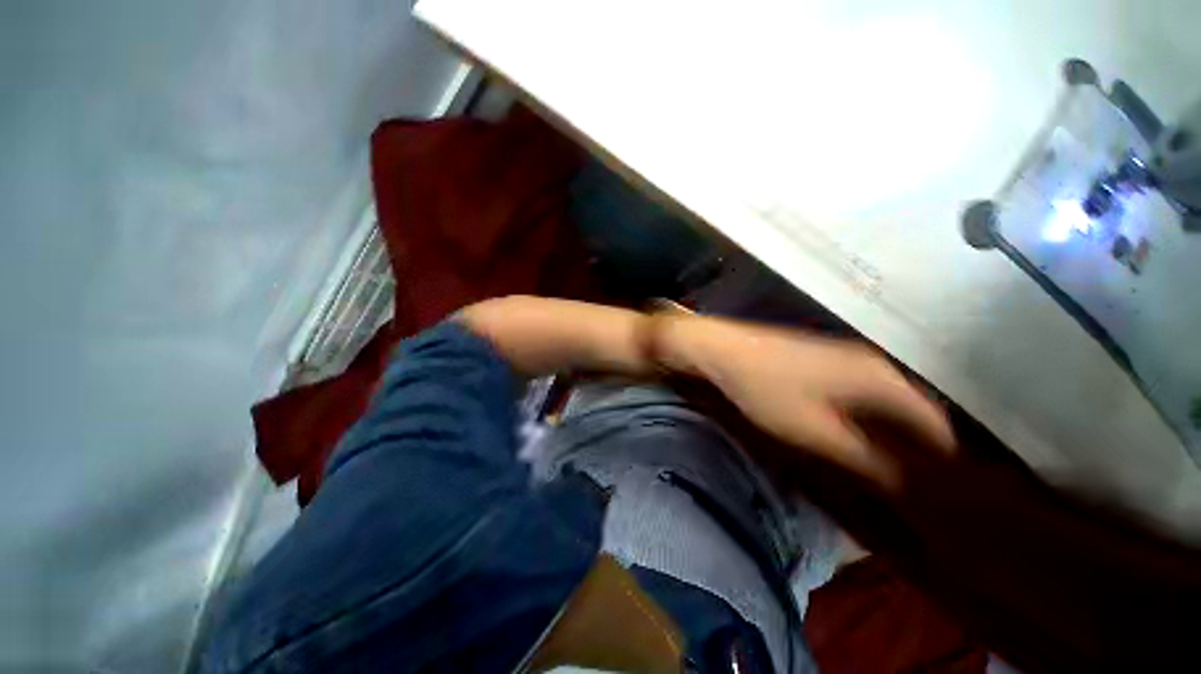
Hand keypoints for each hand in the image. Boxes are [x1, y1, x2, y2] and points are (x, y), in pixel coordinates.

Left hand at [650, 314, 954, 491]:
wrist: (723, 349)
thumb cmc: (766, 387)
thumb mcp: (812, 430)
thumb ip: (860, 456)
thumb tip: (900, 482)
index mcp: (879, 378)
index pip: (933, 420)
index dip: (942, 454)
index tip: (946, 487)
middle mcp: (872, 363)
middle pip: (913, 408)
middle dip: (919, 443)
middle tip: (919, 482)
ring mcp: (846, 356)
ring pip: (886, 398)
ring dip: (893, 429)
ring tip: (894, 463)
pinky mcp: (824, 358)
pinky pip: (863, 390)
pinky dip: (869, 413)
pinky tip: (858, 430)